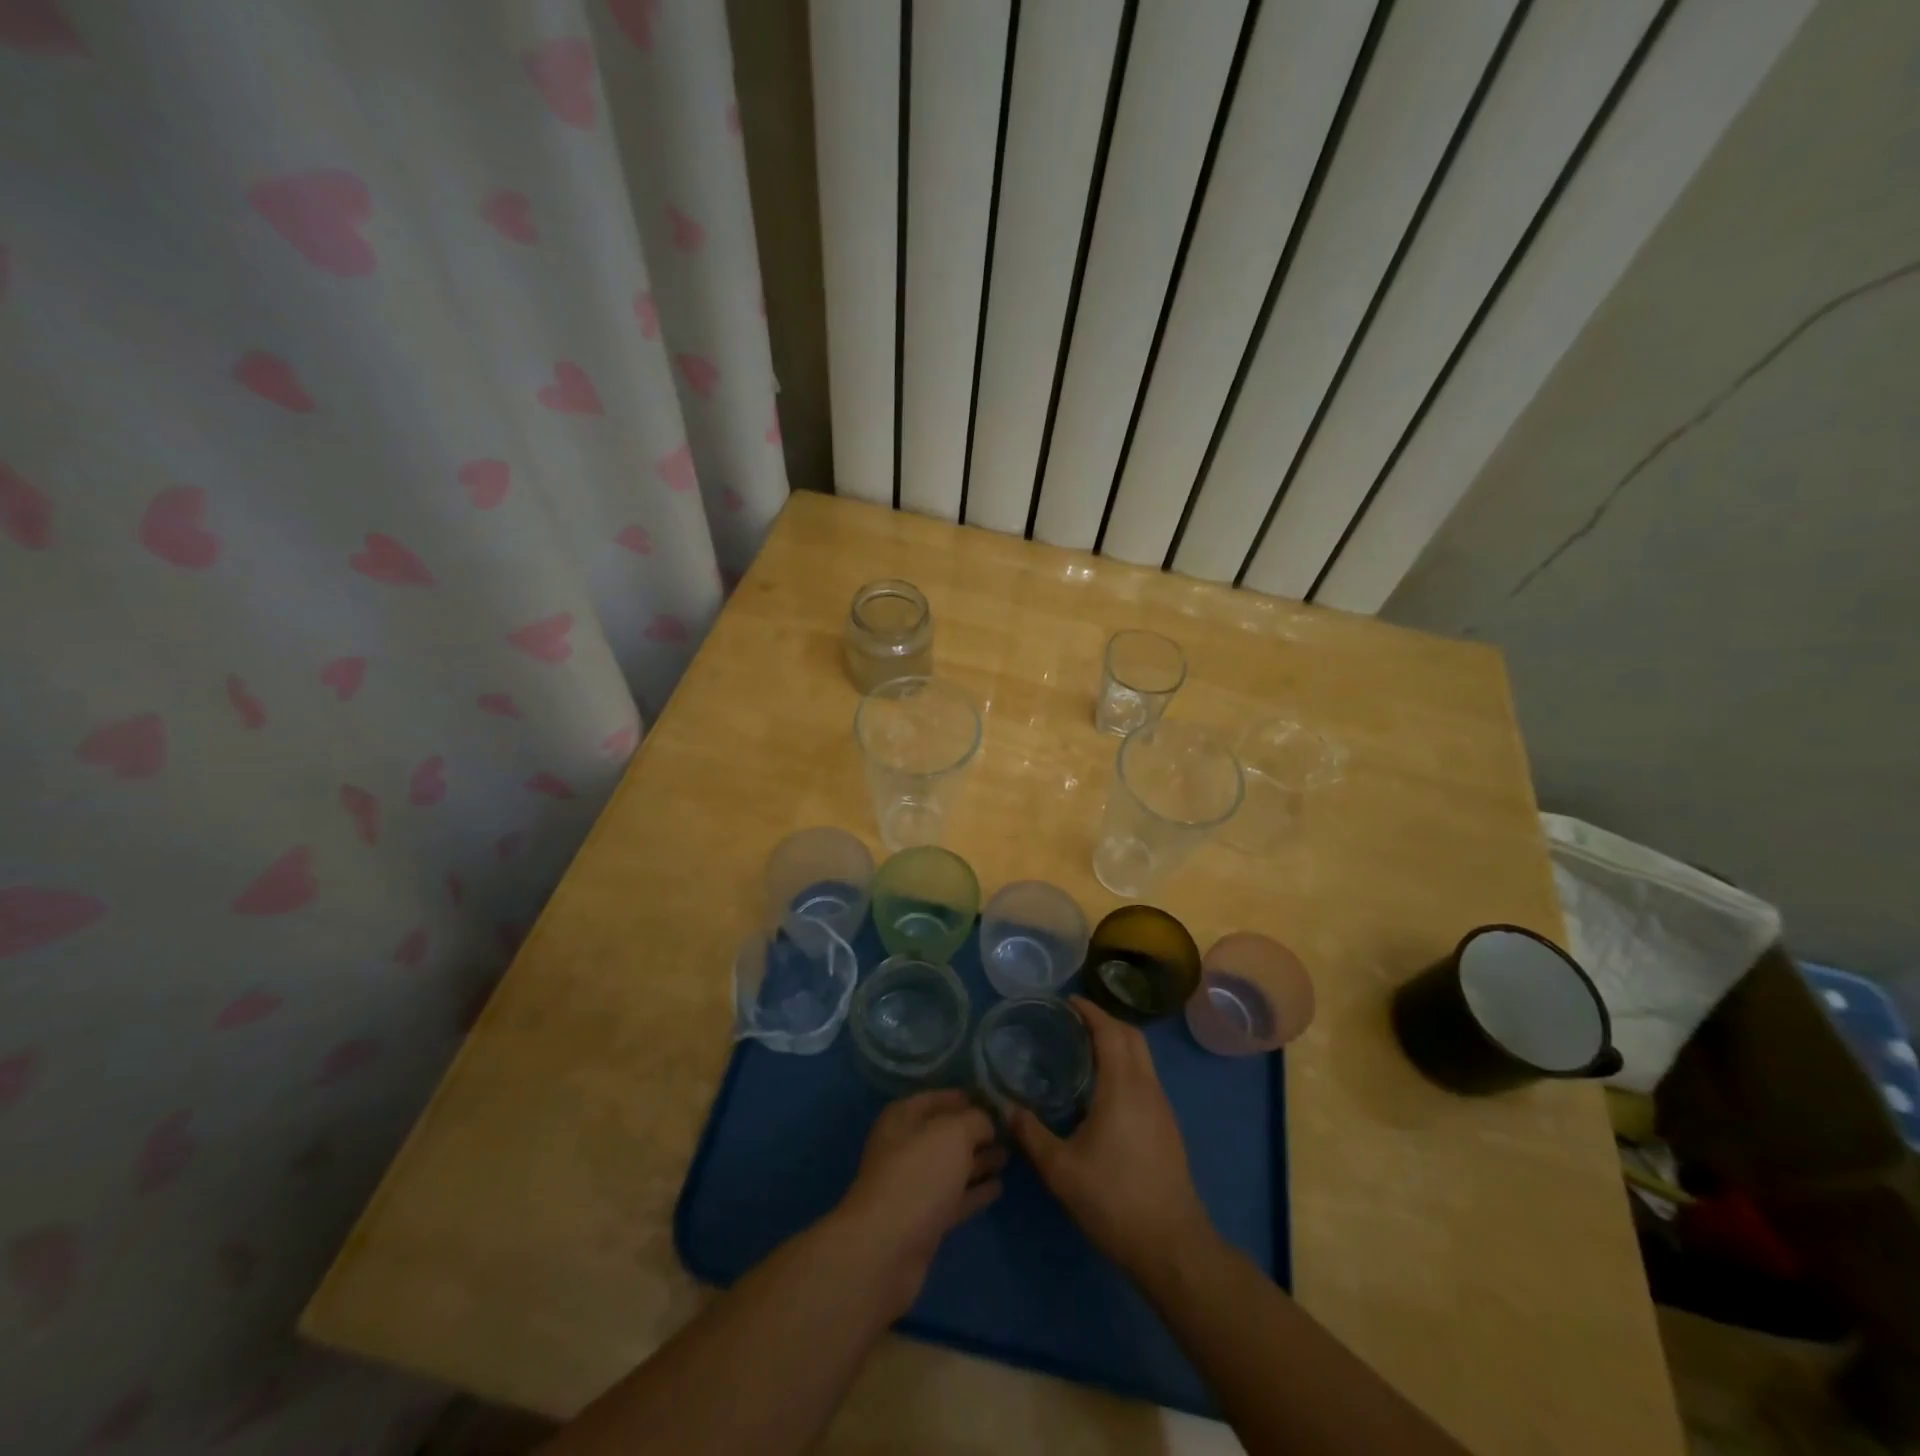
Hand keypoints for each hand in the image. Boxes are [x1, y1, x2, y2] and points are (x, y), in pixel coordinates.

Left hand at [834, 1090, 1004, 1315]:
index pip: (938, 1098)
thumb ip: (975, 1120)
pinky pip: (955, 1197)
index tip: (997, 1099)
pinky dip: (975, 1191)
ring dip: (979, 1160)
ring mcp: (914, 1185)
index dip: (966, 1097)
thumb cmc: (918, 1175)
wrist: (886, 1249)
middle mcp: (906, 1147)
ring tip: (1009, 1156)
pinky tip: (999, 1187)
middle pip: (946, 1133)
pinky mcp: (924, 1220)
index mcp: (903, 1117)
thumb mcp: (952, 1133)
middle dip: (976, 1131)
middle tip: (1010, 1130)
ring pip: (952, 1166)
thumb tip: (987, 1123)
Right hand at [1009, 997, 1212, 1280]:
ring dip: (1119, 1044)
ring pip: (1143, 1058)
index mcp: (1123, 1086)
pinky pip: (1146, 1079)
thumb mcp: (1061, 1169)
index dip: (1090, 1011)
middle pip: (1132, 1036)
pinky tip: (1104, 1092)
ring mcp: (1163, 1108)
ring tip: (1086, 1052)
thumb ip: (1032, 1135)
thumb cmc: (1114, 1199)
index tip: (1069, 1002)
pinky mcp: (1168, 1128)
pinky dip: (1126, 1067)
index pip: (1110, 1031)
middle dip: (1106, 1021)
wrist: (1172, 1246)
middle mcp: (1147, 1087)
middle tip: (1075, 1023)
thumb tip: (1007, 1109)